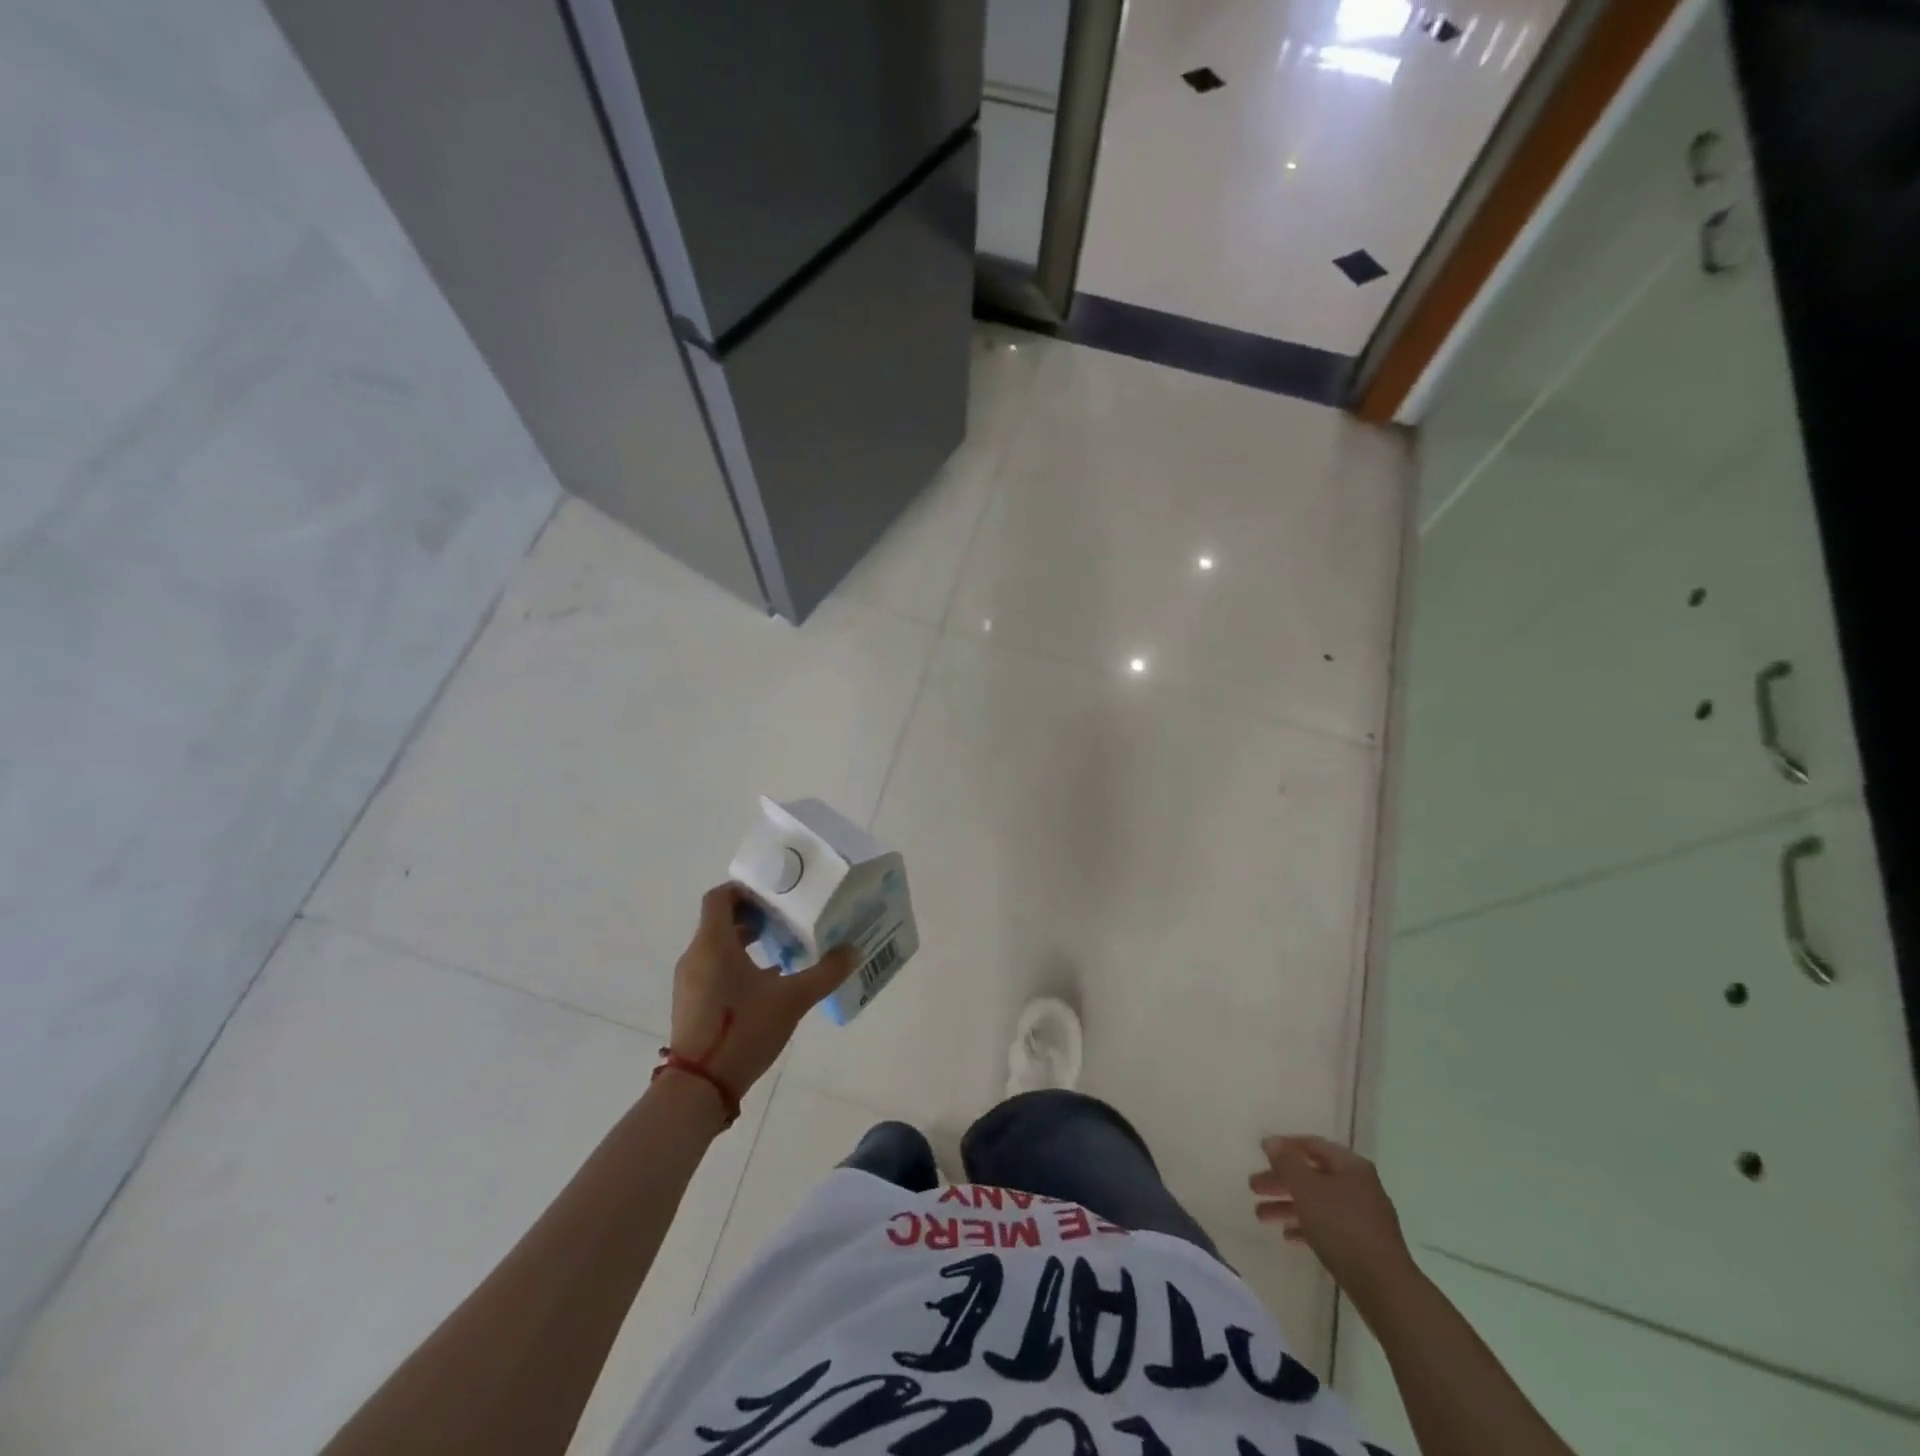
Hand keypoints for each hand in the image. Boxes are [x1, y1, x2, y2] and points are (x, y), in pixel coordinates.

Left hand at [669, 884, 854, 1101]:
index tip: (775, 894)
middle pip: (719, 920)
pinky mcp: (690, 1003)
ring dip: (745, 942)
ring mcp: (689, 981)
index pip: (720, 897)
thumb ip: (825, 972)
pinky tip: (766, 983)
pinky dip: (735, 964)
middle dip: (752, 916)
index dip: (745, 889)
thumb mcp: (793, 999)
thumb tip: (853, 950)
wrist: (698, 1087)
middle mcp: (696, 955)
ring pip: (716, 946)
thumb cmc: (744, 1029)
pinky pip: (712, 968)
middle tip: (785, 920)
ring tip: (780, 949)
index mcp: (714, 943)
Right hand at [1250, 1135, 1414, 1302]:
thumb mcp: (1306, 1188)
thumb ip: (1286, 1162)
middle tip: (1253, 1188)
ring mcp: (1363, 1216)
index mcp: (1350, 1165)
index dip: (1284, 1146)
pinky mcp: (1363, 1244)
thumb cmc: (1342, 1227)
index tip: (1260, 1154)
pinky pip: (1328, 1226)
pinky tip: (1288, 1236)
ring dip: (1288, 1206)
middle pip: (1312, 1175)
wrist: (1384, 1288)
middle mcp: (1359, 1185)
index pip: (1311, 1144)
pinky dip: (1306, 1226)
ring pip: (1317, 1202)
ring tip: (1261, 1216)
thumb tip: (1271, 1141)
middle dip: (1281, 1181)